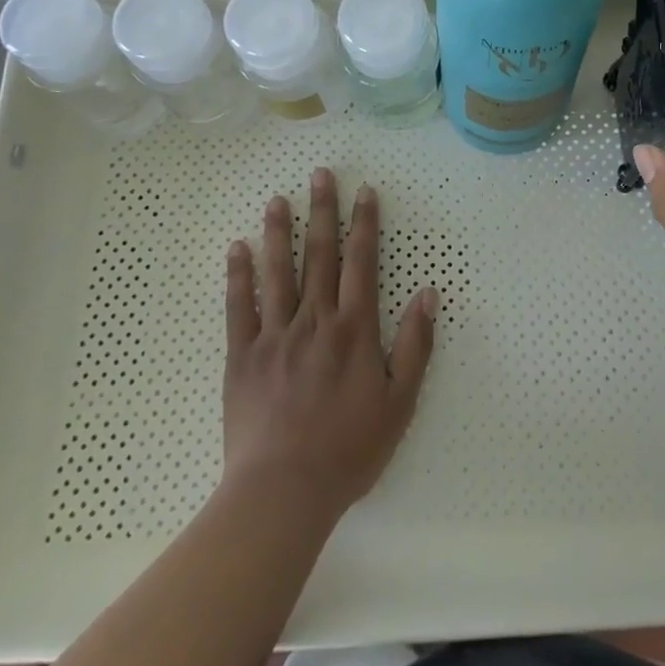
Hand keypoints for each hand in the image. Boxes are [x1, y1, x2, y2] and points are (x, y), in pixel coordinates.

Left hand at [222, 168, 436, 521]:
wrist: (284, 492)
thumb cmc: (349, 449)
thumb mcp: (399, 402)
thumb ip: (415, 345)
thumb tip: (428, 293)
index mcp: (354, 328)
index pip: (361, 262)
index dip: (365, 223)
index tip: (364, 191)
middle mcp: (315, 319)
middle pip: (319, 254)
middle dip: (322, 210)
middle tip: (320, 174)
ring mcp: (275, 334)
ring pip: (277, 271)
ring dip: (277, 231)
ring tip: (277, 199)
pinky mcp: (243, 355)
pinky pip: (239, 307)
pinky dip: (238, 275)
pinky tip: (237, 248)